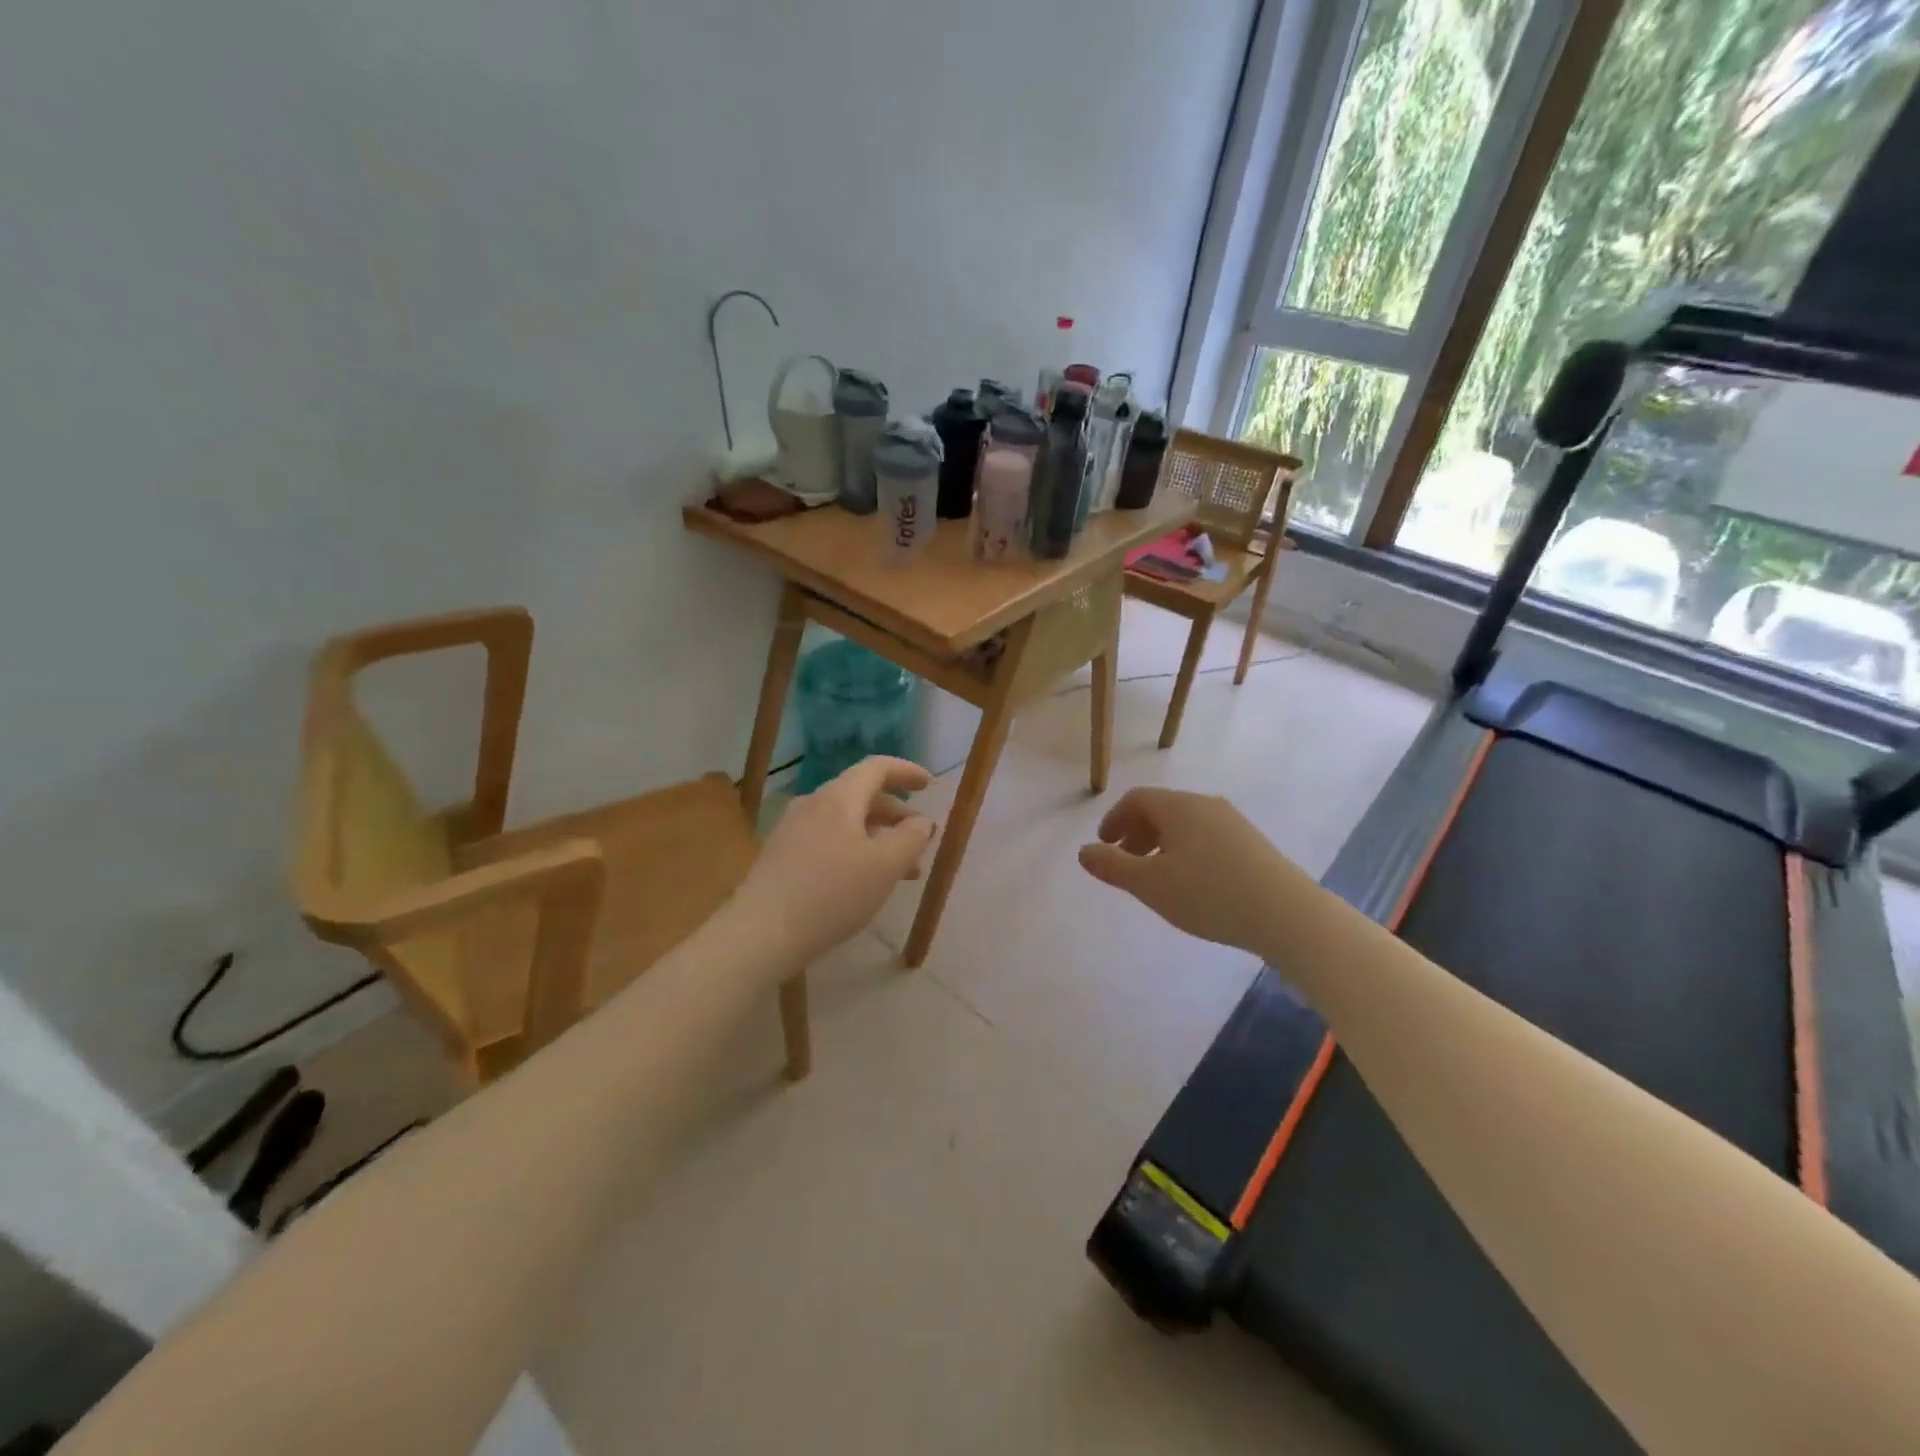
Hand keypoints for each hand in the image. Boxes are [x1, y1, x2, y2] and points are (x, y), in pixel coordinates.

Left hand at [736, 756, 936, 963]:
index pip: (877, 767)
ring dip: (878, 837)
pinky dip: (855, 850)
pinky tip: (864, 882)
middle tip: (920, 838)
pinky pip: (828, 840)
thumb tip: (921, 821)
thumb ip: (911, 838)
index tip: (929, 785)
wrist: (760, 933)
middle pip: (861, 795)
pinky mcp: (781, 855)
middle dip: (896, 813)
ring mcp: (793, 829)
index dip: (906, 771)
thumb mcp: (885, 867)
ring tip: (902, 870)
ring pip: (846, 822)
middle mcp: (813, 803)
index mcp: (839, 797)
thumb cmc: (831, 894)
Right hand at [1078, 788, 1302, 954]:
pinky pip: (1207, 837)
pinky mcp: (1253, 844)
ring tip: (1157, 878)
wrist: (1287, 915)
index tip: (1104, 846)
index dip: (1114, 819)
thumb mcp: (1150, 884)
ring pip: (1186, 825)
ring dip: (1162, 844)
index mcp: (1179, 807)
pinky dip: (1187, 852)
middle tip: (1125, 863)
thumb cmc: (1209, 894)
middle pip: (1162, 809)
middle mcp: (1207, 805)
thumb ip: (1112, 866)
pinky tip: (1193, 884)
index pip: (1137, 799)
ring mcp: (1234, 823)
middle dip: (1136, 833)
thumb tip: (1084, 851)